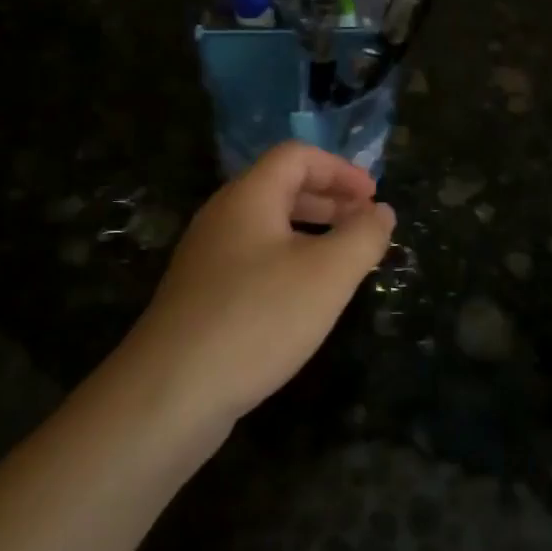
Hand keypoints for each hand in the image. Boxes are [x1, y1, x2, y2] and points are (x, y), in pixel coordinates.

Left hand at [122, 143, 395, 426]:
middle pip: (280, 187)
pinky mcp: (200, 296)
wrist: (169, 393)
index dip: (340, 169)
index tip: (373, 197)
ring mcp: (206, 257)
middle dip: (329, 199)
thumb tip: (382, 211)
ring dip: (311, 232)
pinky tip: (305, 298)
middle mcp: (222, 217)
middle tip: (365, 223)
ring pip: (267, 227)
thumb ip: (363, 236)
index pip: (297, 156)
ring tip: (343, 260)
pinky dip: (288, 262)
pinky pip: (253, 259)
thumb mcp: (328, 274)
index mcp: (248, 196)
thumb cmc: (258, 318)